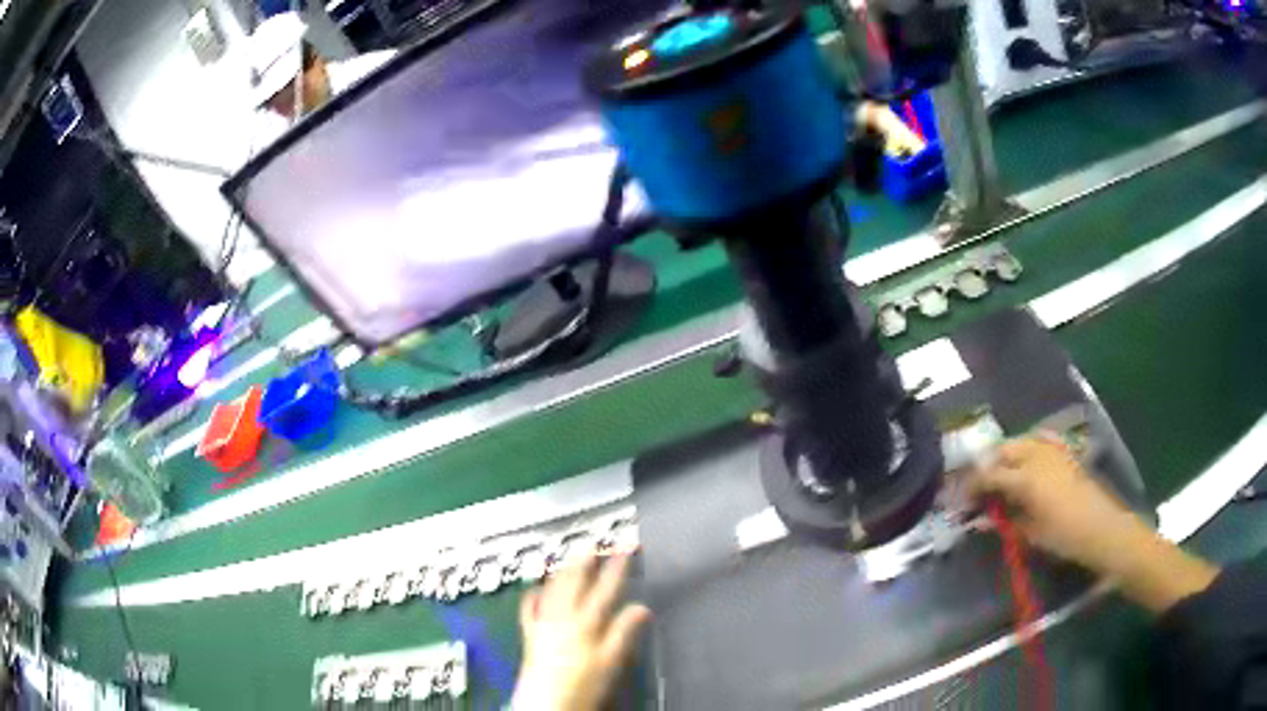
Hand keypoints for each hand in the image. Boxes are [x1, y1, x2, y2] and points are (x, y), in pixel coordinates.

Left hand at [512, 554, 651, 710]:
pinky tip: (536, 588)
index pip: (606, 586)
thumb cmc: (582, 685)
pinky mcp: (530, 634)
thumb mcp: (611, 662)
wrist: (546, 702)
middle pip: (575, 580)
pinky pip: (530, 607)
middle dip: (586, 557)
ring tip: (571, 554)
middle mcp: (563, 617)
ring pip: (553, 587)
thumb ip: (624, 632)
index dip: (617, 564)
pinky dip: (535, 593)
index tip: (626, 545)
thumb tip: (641, 608)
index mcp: (587, 623)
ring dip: (563, 568)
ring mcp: (544, 623)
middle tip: (595, 540)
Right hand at [968, 434, 1217, 612]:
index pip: (989, 473)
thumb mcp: (1030, 534)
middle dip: (986, 466)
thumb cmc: (1066, 537)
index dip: (971, 486)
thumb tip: (982, 517)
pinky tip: (1023, 470)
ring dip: (1005, 457)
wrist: (1104, 529)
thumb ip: (1005, 520)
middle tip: (978, 488)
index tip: (959, 500)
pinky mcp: (1064, 453)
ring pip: (1020, 442)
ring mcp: (1053, 450)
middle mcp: (1037, 455)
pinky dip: (1024, 452)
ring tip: (998, 479)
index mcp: (1026, 477)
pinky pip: (1037, 443)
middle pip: (1003, 450)